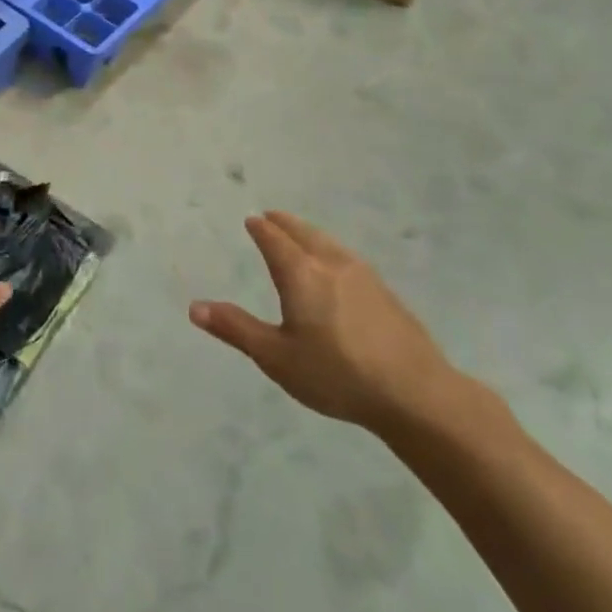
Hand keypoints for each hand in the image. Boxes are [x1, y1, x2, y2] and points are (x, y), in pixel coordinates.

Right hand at [191, 213, 457, 432]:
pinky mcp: (386, 294)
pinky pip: (348, 258)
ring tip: (301, 234)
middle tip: (271, 216)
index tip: (252, 220)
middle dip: (285, 224)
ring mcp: (364, 277)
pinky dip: (331, 250)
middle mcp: (331, 264)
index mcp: (301, 274)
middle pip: (304, 233)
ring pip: (329, 243)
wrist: (417, 394)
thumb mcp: (276, 357)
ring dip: (310, 234)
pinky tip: (337, 267)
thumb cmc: (337, 374)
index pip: (274, 240)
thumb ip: (236, 329)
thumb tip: (194, 307)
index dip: (261, 229)